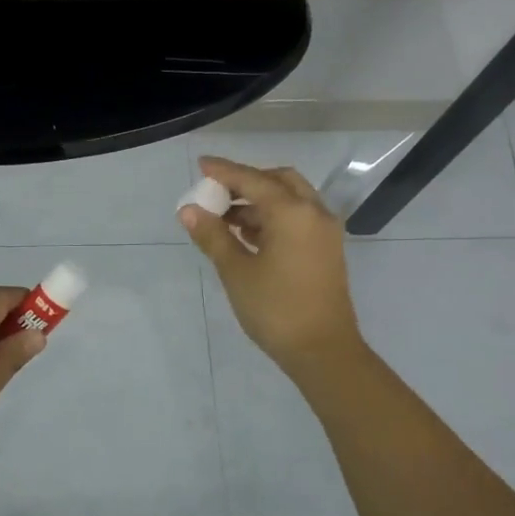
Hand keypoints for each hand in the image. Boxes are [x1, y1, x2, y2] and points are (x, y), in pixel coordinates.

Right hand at [179, 156, 364, 377]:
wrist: (323, 351)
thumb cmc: (275, 309)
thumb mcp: (236, 271)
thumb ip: (212, 236)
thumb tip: (188, 210)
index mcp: (292, 212)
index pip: (252, 180)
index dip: (224, 171)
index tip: (201, 164)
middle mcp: (314, 213)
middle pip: (278, 181)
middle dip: (246, 181)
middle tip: (217, 192)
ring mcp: (324, 232)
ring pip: (290, 200)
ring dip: (258, 201)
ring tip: (224, 217)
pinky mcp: (326, 249)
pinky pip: (298, 218)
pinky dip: (273, 217)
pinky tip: (247, 234)